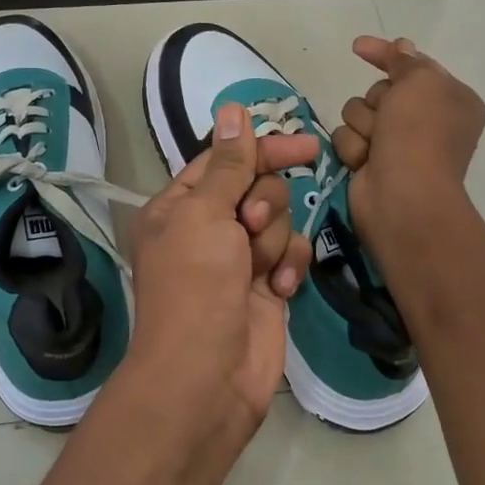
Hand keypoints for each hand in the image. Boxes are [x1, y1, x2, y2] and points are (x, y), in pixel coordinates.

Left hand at [125, 102, 315, 434]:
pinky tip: (280, 290)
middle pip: (257, 187)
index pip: (225, 161)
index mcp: (179, 207)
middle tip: (249, 226)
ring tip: (259, 270)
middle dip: (263, 204)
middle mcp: (208, 228)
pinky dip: (289, 267)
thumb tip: (233, 109)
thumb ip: (228, 164)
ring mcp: (239, 258)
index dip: (262, 150)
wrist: (206, 376)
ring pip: (278, 220)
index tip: (305, 147)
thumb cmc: (195, 287)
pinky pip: (291, 255)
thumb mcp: (204, 215)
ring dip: (274, 240)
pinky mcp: (267, 286)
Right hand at [330, 37, 484, 248]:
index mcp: (450, 99)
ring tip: (375, 145)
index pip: (413, 65)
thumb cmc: (419, 133)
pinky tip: (364, 162)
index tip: (357, 46)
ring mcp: (397, 144)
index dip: (386, 55)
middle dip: (376, 101)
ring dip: (363, 125)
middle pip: (380, 91)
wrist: (403, 195)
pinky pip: (348, 139)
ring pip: (358, 113)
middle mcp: (426, 121)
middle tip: (387, 118)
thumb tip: (403, 46)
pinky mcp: (372, 163)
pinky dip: (354, 148)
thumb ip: (406, 61)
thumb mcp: (420, 82)